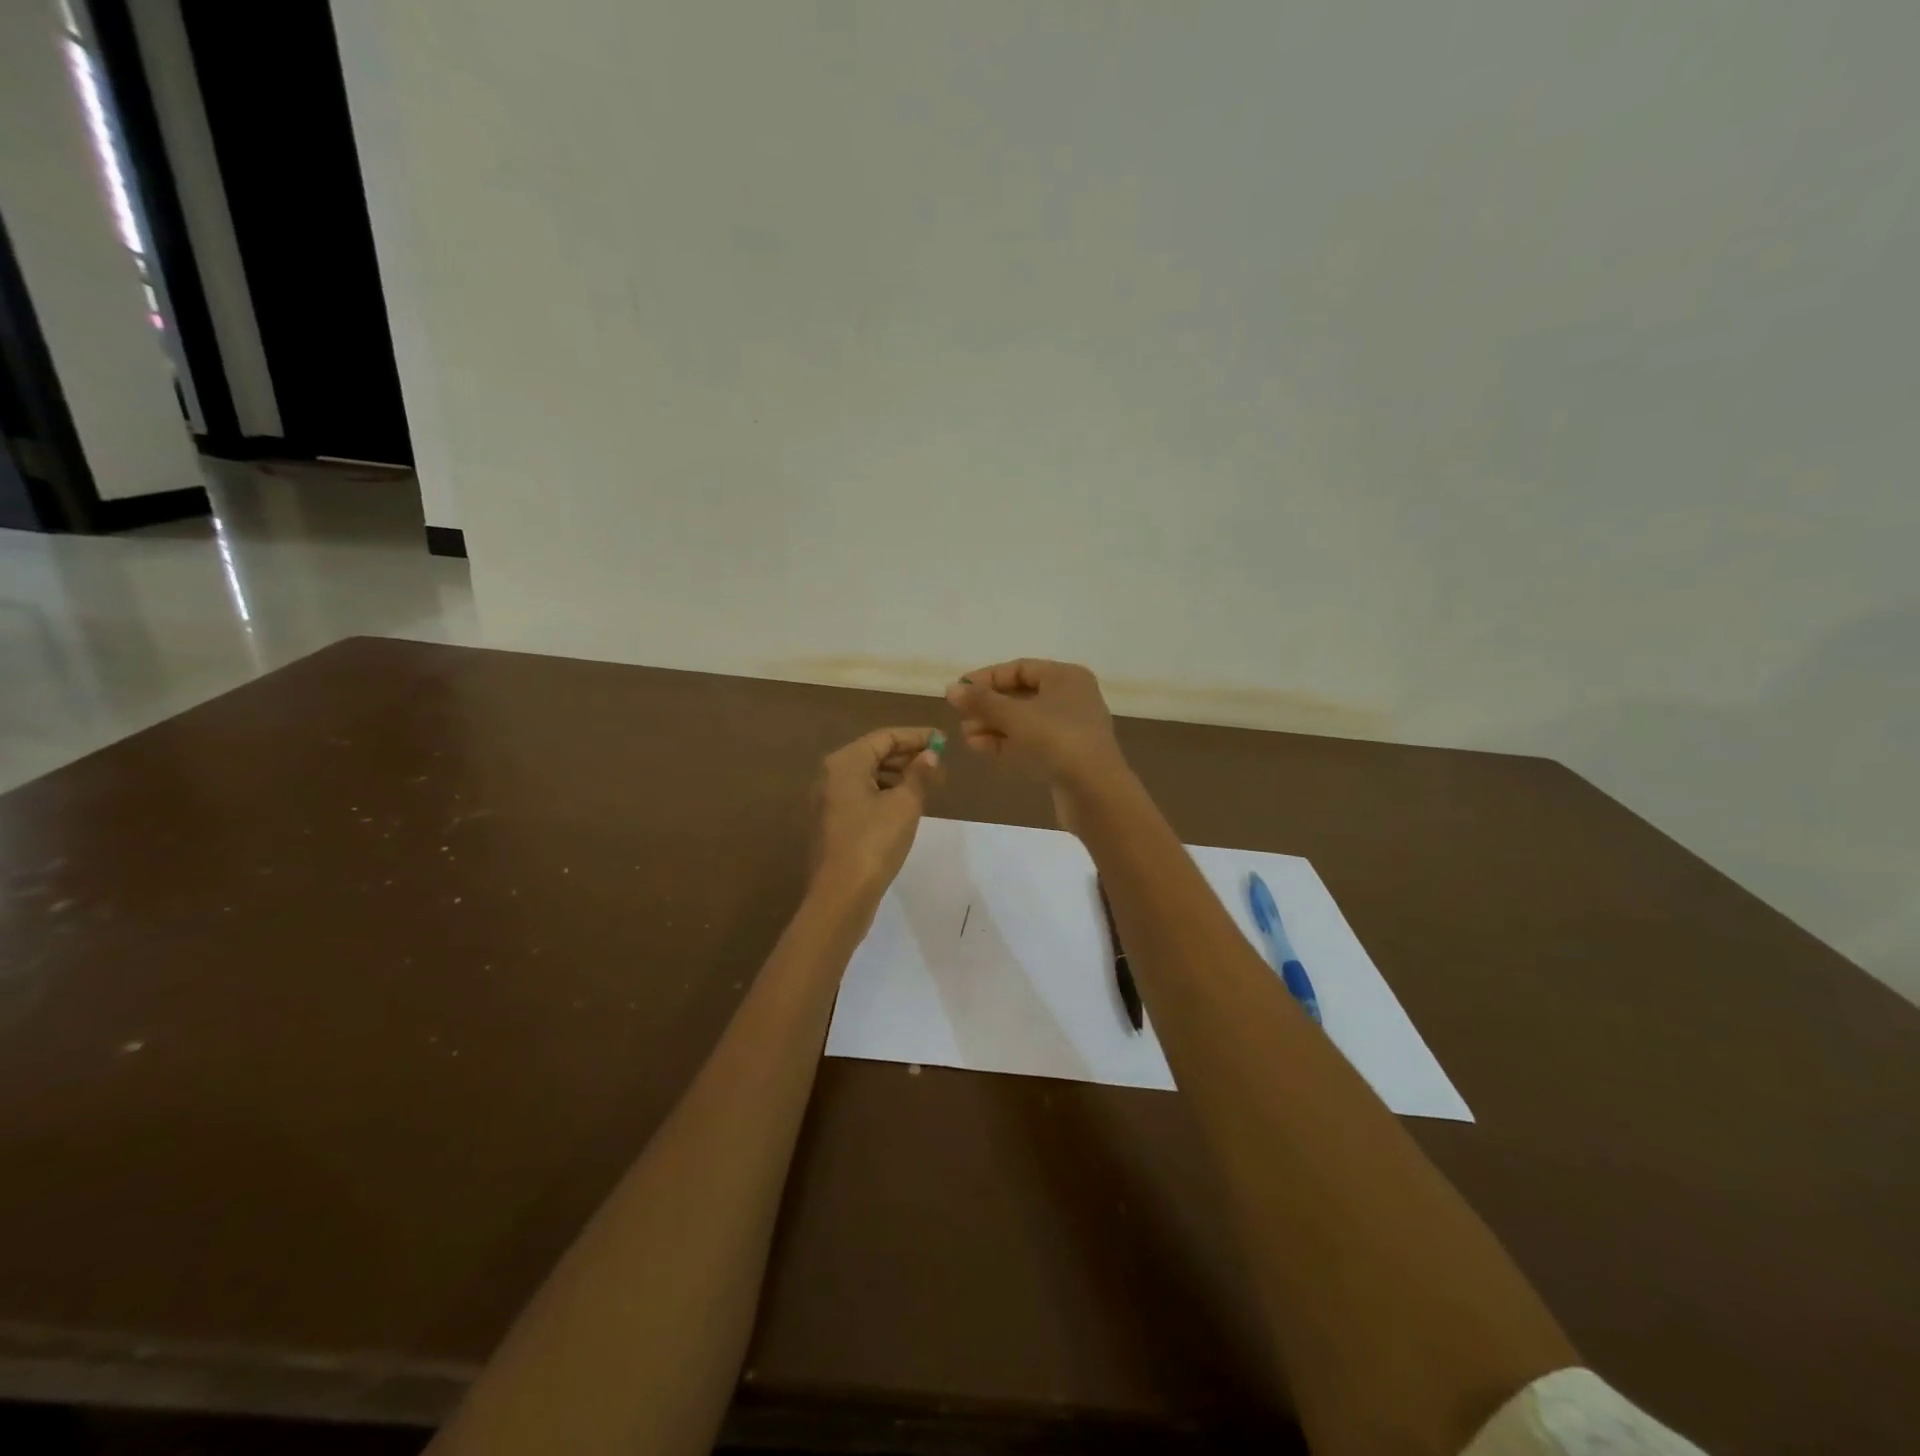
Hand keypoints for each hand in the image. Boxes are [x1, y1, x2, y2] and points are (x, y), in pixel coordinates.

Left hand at [811, 727, 945, 900]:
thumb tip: (931, 755)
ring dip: (899, 776)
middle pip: (875, 753)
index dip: (917, 737)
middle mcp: (831, 774)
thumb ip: (920, 775)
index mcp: (845, 762)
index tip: (944, 741)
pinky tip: (906, 806)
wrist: (841, 895)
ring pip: (868, 775)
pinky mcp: (833, 821)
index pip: (886, 737)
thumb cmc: (874, 842)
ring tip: (928, 786)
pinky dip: (885, 793)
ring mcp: (828, 799)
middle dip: (908, 756)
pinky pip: (862, 794)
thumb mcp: (905, 805)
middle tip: (940, 766)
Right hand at [944, 660, 1130, 828]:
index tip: (958, 691)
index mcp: (1066, 677)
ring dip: (993, 726)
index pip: (1019, 668)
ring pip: (1024, 721)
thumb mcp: (1014, 716)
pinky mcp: (1066, 756)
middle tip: (959, 716)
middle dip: (988, 706)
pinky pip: (1031, 742)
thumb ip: (981, 701)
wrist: (1096, 791)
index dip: (986, 678)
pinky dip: (1006, 743)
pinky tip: (979, 748)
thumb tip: (951, 689)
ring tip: (965, 735)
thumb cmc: (1057, 740)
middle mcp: (1071, 697)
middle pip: (1021, 695)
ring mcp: (1070, 729)